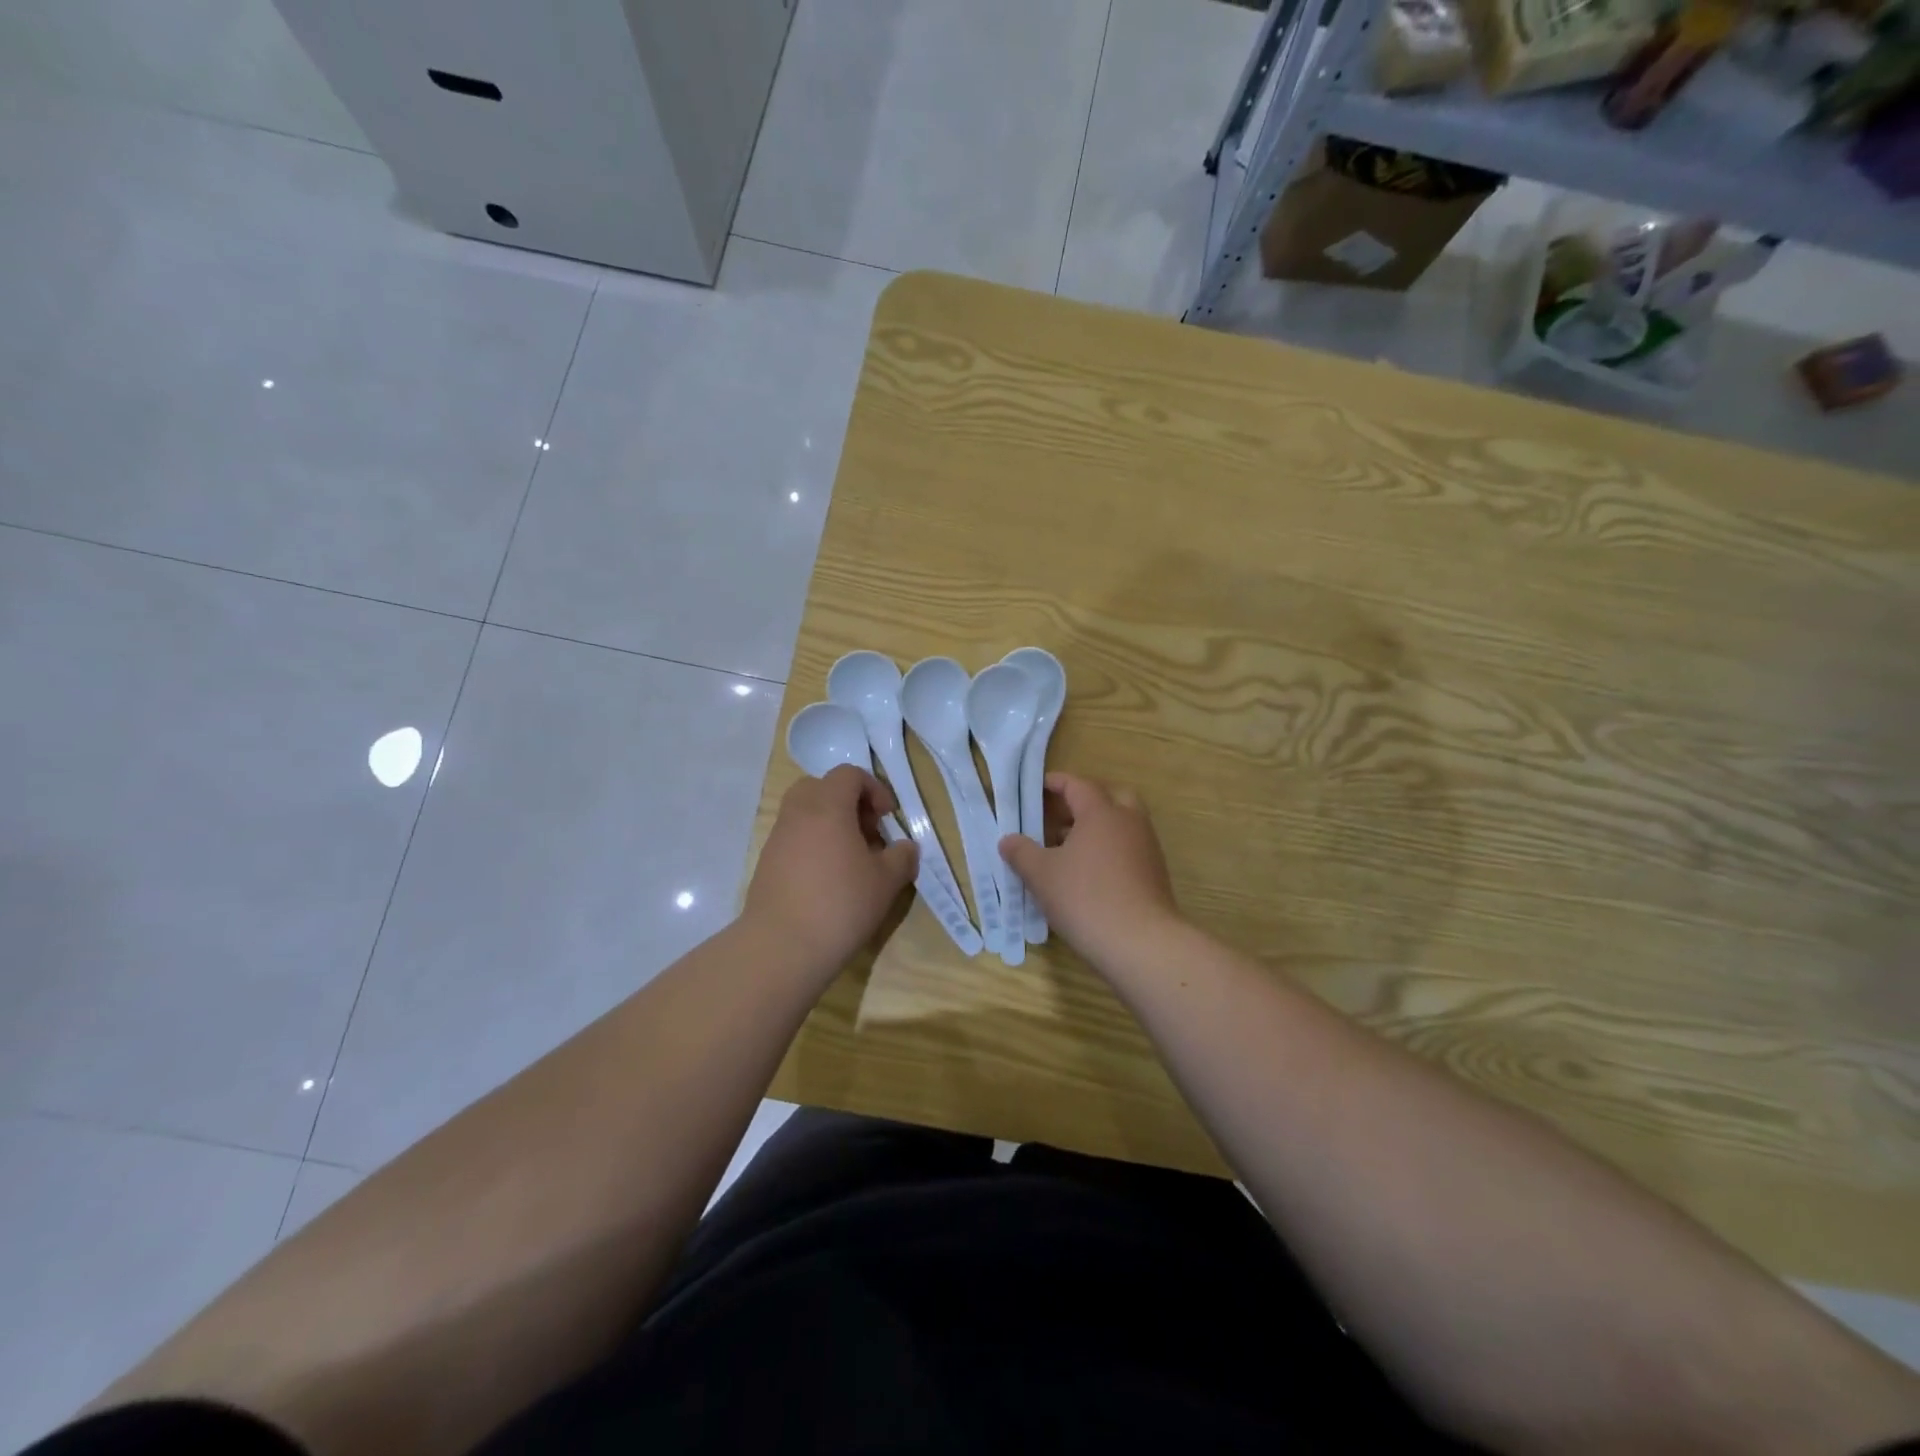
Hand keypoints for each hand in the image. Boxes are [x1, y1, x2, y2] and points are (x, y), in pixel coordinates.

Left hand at [744, 765, 918, 972]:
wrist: (781, 947)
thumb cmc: (841, 904)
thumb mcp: (886, 881)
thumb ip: (902, 857)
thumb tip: (905, 847)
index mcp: (827, 806)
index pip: (849, 774)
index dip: (874, 789)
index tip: (887, 818)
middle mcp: (798, 813)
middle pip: (821, 787)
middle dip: (848, 803)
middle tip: (867, 833)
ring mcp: (777, 838)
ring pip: (805, 814)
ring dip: (830, 826)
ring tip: (851, 861)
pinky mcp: (766, 864)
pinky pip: (793, 839)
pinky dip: (813, 846)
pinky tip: (828, 880)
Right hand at [999, 773, 1182, 967]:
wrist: (1141, 943)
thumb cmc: (1085, 898)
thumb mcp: (1042, 875)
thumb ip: (1021, 852)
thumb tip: (1008, 840)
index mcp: (1101, 812)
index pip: (1077, 785)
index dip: (1055, 783)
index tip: (1036, 788)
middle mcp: (1129, 822)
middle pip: (1109, 797)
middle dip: (1084, 802)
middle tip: (1058, 817)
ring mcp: (1147, 848)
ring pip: (1121, 825)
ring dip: (1096, 829)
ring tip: (1066, 850)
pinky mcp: (1154, 874)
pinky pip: (1128, 849)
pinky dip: (1108, 852)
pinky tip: (1087, 876)